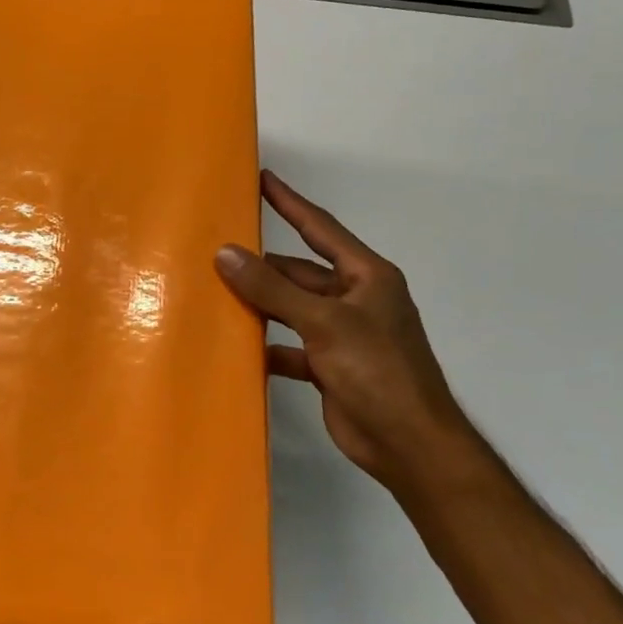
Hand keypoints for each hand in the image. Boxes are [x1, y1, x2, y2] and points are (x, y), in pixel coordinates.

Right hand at [215, 170, 482, 491]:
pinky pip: (289, 344)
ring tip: (213, 292)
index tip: (261, 179)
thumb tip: (225, 253)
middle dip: (261, 264)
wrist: (409, 444)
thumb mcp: (323, 322)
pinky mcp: (328, 366)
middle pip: (298, 272)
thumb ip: (272, 289)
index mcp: (366, 276)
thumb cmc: (376, 370)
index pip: (320, 228)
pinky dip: (266, 344)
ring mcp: (341, 334)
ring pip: (290, 308)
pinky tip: (234, 345)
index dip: (290, 202)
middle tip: (216, 250)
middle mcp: (354, 299)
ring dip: (259, 304)